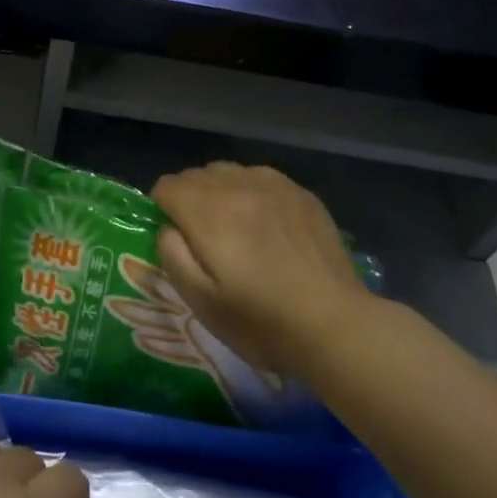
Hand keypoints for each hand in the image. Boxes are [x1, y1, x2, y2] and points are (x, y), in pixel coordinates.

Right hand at [152, 163, 375, 378]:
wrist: (334, 325)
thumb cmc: (260, 320)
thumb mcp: (200, 300)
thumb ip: (173, 254)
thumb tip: (169, 227)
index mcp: (208, 210)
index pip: (167, 185)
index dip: (162, 208)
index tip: (175, 237)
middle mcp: (238, 185)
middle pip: (197, 175)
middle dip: (190, 199)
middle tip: (203, 239)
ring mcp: (274, 185)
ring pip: (230, 172)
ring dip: (221, 192)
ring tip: (235, 228)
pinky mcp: (302, 194)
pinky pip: (262, 179)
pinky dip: (253, 194)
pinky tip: (267, 226)